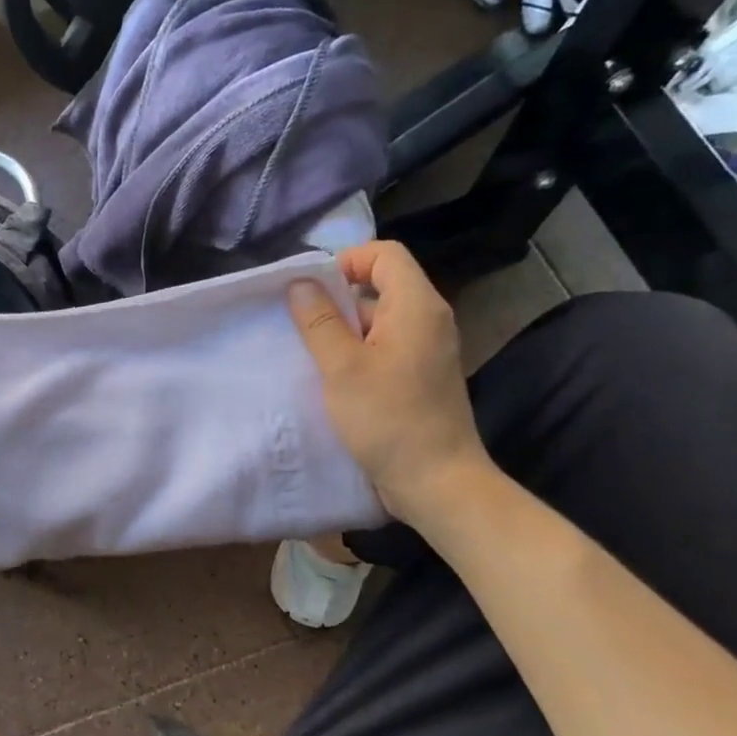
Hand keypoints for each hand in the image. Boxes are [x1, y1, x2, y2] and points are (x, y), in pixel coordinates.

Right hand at [289, 241, 492, 528]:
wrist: (436, 481)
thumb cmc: (387, 419)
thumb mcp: (341, 367)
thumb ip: (318, 321)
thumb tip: (300, 283)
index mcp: (416, 306)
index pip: (384, 254)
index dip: (346, 261)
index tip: (311, 290)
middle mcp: (428, 319)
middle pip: (381, 285)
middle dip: (338, 299)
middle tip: (302, 325)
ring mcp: (428, 349)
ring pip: (380, 319)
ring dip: (344, 330)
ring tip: (311, 354)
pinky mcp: (422, 376)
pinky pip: (386, 347)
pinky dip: (358, 352)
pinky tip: (333, 379)